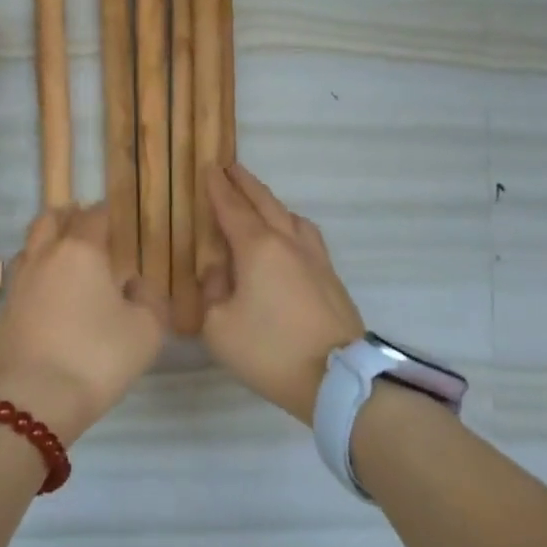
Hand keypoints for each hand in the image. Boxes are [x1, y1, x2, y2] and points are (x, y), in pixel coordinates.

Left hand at [0, 204, 166, 445]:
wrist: (28, 402)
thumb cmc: (95, 358)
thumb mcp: (145, 332)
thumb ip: (150, 300)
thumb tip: (135, 284)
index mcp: (81, 249)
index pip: (94, 215)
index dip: (108, 212)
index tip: (120, 219)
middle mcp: (45, 255)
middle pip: (52, 218)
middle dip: (71, 217)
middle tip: (90, 228)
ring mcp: (19, 281)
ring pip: (32, 244)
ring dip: (49, 242)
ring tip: (69, 258)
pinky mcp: (5, 309)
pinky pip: (24, 275)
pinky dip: (38, 272)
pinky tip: (52, 293)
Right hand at [201, 163, 364, 424]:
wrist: (337, 379)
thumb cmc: (270, 350)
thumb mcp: (219, 327)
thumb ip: (211, 291)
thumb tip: (217, 271)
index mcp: (256, 248)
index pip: (232, 208)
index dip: (218, 188)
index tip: (209, 168)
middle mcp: (286, 242)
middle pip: (264, 202)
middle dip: (244, 183)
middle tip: (230, 167)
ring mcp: (314, 258)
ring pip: (290, 215)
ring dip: (270, 201)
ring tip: (259, 200)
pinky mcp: (331, 277)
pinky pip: (307, 235)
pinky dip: (290, 223)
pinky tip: (290, 234)